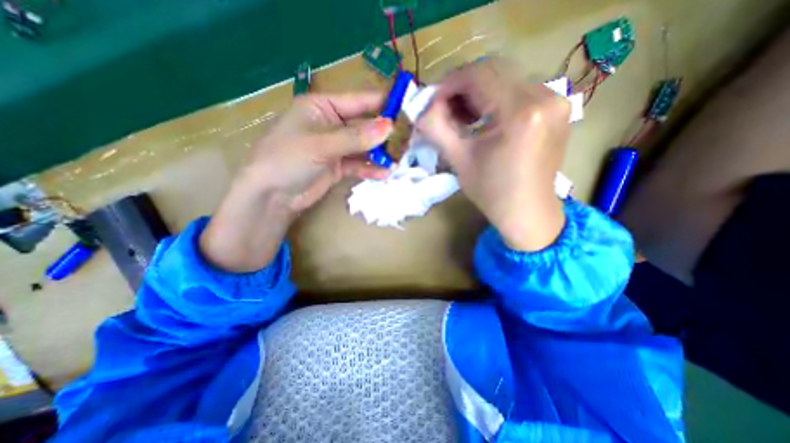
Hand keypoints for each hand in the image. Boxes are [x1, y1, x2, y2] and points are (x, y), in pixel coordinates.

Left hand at [200, 92, 391, 272]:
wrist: (272, 196)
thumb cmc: (288, 159)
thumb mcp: (321, 144)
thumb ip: (356, 137)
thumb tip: (389, 127)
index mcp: (322, 107)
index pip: (359, 101)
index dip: (383, 103)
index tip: (407, 109)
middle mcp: (331, 124)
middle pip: (364, 125)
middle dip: (385, 133)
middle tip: (409, 139)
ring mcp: (335, 147)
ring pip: (364, 146)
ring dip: (380, 153)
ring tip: (400, 159)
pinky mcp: (338, 166)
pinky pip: (358, 164)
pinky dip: (370, 168)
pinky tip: (384, 173)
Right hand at [423, 57, 570, 250]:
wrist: (527, 212)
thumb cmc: (491, 192)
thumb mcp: (459, 160)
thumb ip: (436, 129)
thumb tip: (422, 108)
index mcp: (519, 113)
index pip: (478, 75)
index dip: (450, 84)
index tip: (433, 103)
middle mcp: (545, 97)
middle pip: (494, 71)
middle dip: (463, 89)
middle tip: (446, 111)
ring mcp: (556, 101)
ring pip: (506, 79)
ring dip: (479, 93)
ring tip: (464, 118)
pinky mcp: (558, 108)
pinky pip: (520, 90)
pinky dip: (497, 99)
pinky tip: (486, 119)